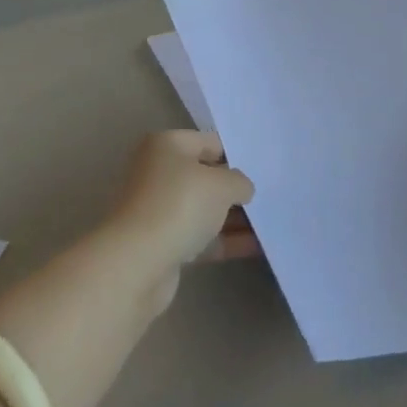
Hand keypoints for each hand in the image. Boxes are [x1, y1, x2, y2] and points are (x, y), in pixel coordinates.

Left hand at [104, 132, 256, 307]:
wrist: (137, 263)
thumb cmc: (179, 204)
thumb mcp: (221, 184)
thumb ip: (239, 181)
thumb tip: (242, 189)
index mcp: (167, 145)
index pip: (210, 142)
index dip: (237, 153)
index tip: (263, 167)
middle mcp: (159, 172)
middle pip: (205, 176)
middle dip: (234, 187)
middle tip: (269, 193)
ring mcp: (159, 209)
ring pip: (204, 208)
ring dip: (232, 217)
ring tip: (269, 222)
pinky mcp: (162, 243)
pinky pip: (200, 236)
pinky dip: (224, 240)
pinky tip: (256, 246)